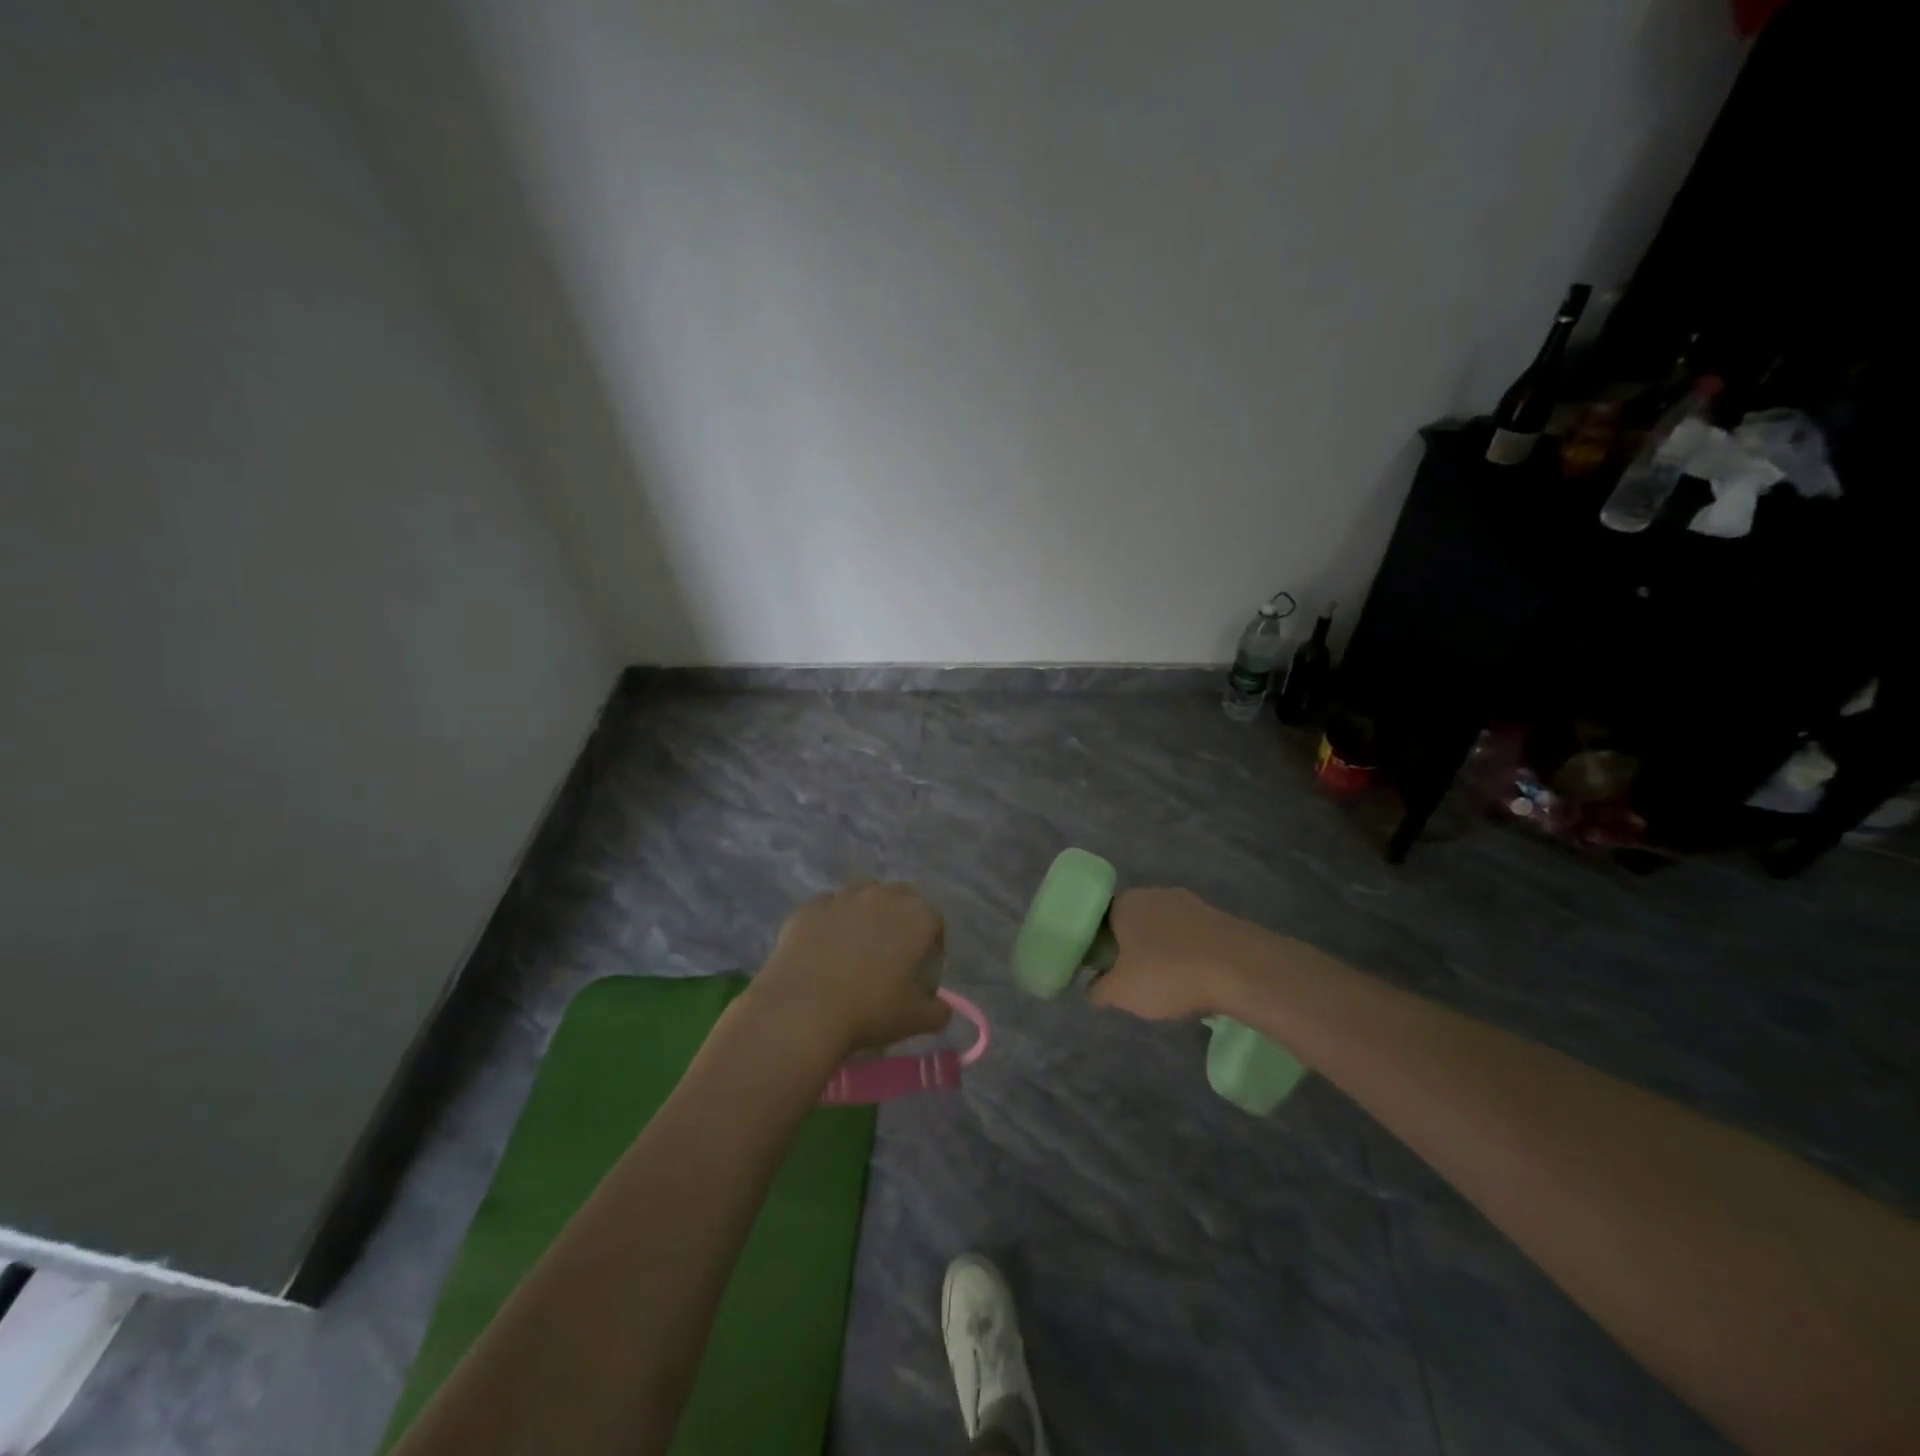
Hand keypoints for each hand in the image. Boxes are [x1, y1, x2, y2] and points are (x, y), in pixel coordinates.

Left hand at [748, 880, 950, 1060]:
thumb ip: (938, 1010)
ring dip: (866, 911)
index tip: (921, 968)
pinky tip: (823, 947)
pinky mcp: (811, 906)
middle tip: (890, 951)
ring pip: (863, 893)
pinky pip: (828, 906)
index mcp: (917, 917)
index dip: (932, 944)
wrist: (804, 1009)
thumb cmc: (871, 1011)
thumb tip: (941, 1007)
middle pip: (902, 897)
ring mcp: (844, 897)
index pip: (935, 921)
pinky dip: (831, 920)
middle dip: (901, 917)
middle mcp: (884, 896)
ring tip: (856, 943)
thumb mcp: (917, 1020)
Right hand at [1088, 886, 1273, 1021]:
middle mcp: (1154, 894)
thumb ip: (1099, 990)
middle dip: (1132, 949)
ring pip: (1165, 929)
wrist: (1241, 969)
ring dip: (1163, 952)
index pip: (1100, 919)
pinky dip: (1189, 955)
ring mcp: (1190, 903)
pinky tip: (1196, 979)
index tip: (1104, 971)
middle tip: (1134, 980)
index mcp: (1125, 902)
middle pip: (1134, 922)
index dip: (1100, 945)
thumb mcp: (1121, 993)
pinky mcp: (1219, 917)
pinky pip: (1192, 937)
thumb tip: (1093, 988)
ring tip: (1168, 984)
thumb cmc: (1168, 974)